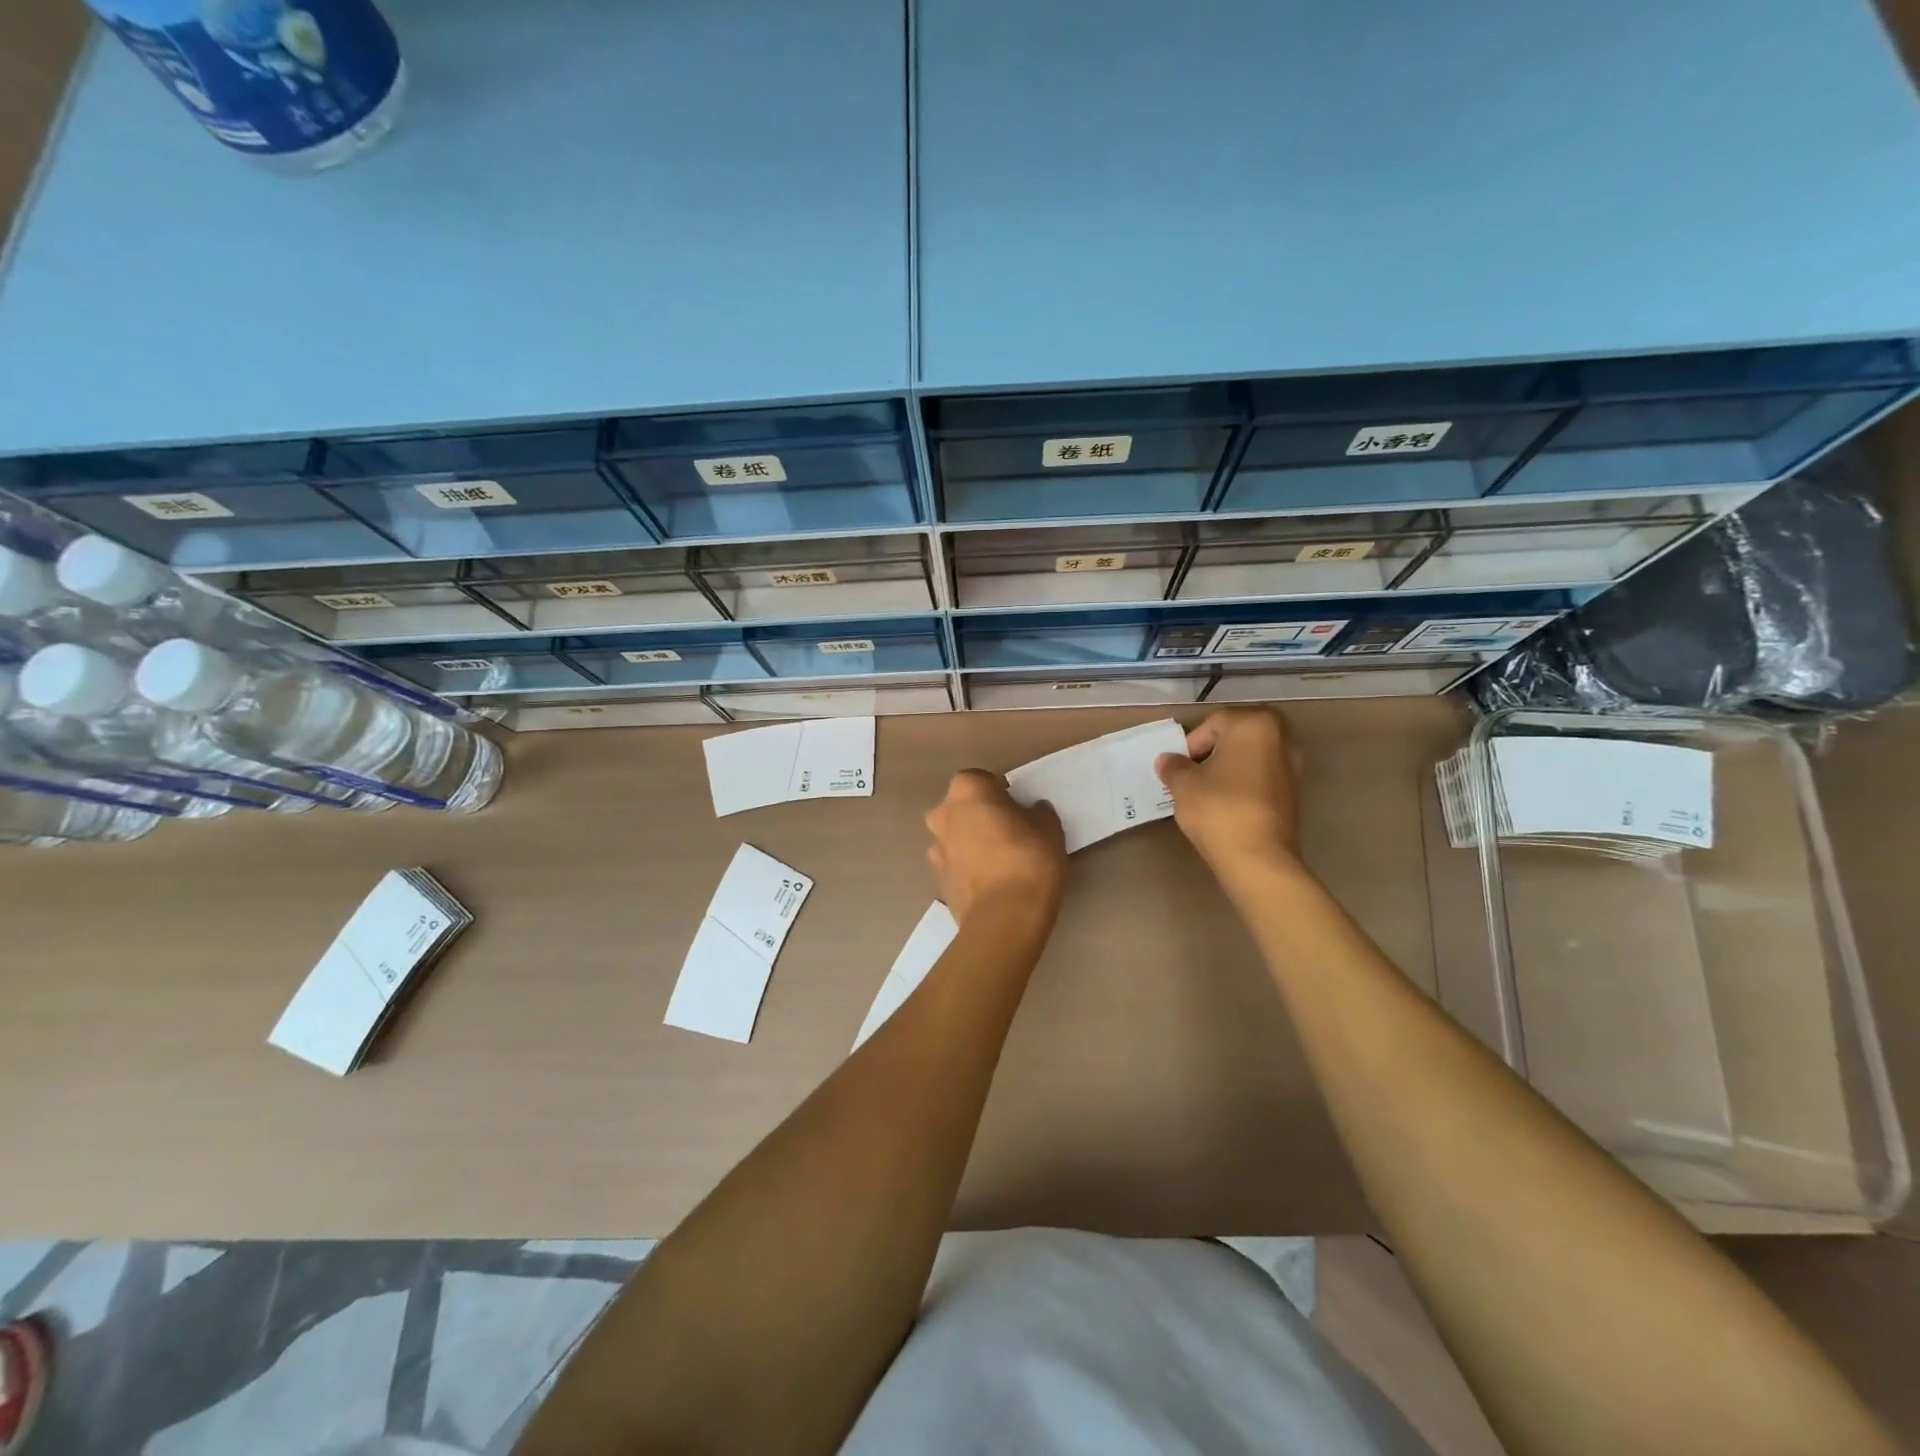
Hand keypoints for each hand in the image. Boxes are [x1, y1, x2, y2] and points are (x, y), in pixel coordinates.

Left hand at [925, 770, 1067, 923]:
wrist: (1004, 918)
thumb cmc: (1028, 860)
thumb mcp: (1049, 828)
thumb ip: (1038, 813)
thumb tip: (1033, 810)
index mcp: (966, 792)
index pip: (980, 779)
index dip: (998, 790)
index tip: (1016, 806)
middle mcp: (942, 815)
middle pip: (961, 807)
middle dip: (980, 814)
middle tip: (1008, 830)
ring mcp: (936, 850)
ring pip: (955, 836)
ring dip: (971, 842)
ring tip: (999, 860)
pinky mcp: (938, 881)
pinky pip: (955, 864)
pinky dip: (968, 868)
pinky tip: (991, 882)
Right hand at [1154, 708, 1302, 884]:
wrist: (1258, 858)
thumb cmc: (1218, 809)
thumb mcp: (1184, 785)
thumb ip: (1174, 767)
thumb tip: (1167, 760)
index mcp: (1255, 724)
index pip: (1214, 722)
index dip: (1192, 744)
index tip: (1181, 768)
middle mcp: (1281, 737)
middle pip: (1237, 736)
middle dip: (1213, 751)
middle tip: (1193, 773)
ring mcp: (1293, 766)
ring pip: (1251, 756)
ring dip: (1229, 767)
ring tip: (1208, 790)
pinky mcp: (1294, 792)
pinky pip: (1262, 776)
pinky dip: (1244, 783)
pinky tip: (1227, 803)